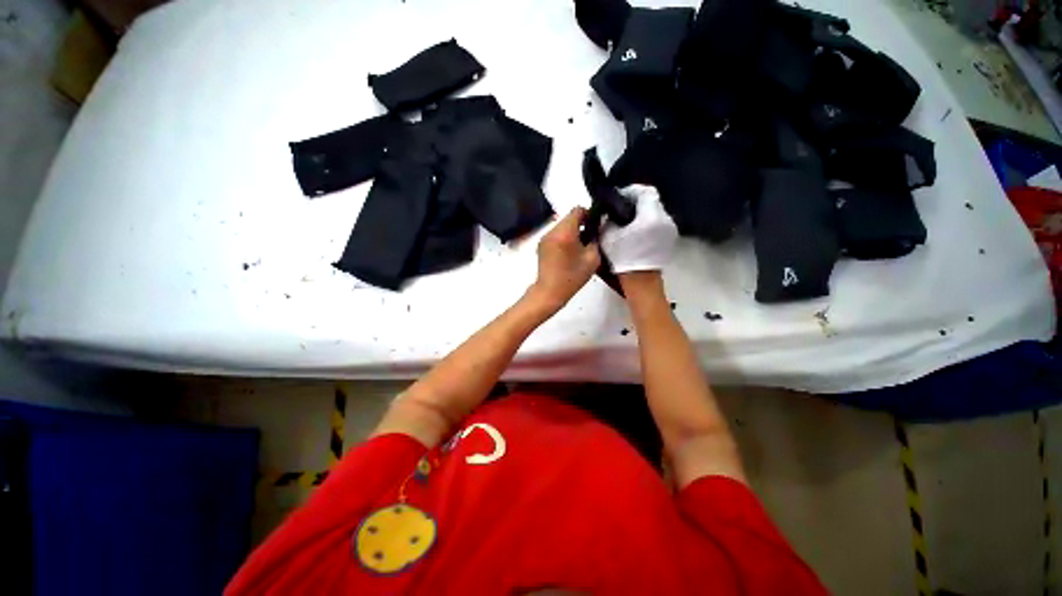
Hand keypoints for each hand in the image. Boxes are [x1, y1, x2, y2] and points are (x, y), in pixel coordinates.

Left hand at [527, 207, 600, 313]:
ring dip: (572, 231)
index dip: (589, 214)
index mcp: (565, 232)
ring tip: (579, 246)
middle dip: (581, 224)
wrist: (550, 291)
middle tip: (589, 237)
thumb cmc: (572, 277)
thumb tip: (593, 232)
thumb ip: (595, 240)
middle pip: (569, 217)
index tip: (595, 225)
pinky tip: (569, 252)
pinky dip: (563, 238)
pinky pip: (555, 234)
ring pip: (562, 226)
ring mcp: (545, 237)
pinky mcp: (541, 245)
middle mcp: (552, 231)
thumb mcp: (592, 258)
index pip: (578, 210)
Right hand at [601, 184, 677, 274]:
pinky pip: (657, 224)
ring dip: (641, 213)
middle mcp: (665, 219)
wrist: (640, 282)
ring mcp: (669, 230)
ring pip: (655, 213)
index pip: (645, 191)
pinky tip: (635, 233)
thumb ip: (608, 218)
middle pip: (651, 201)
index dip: (631, 191)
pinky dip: (647, 223)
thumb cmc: (623, 258)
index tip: (619, 197)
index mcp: (652, 215)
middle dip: (635, 203)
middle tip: (620, 209)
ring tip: (626, 221)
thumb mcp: (609, 235)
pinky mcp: (669, 239)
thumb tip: (609, 211)